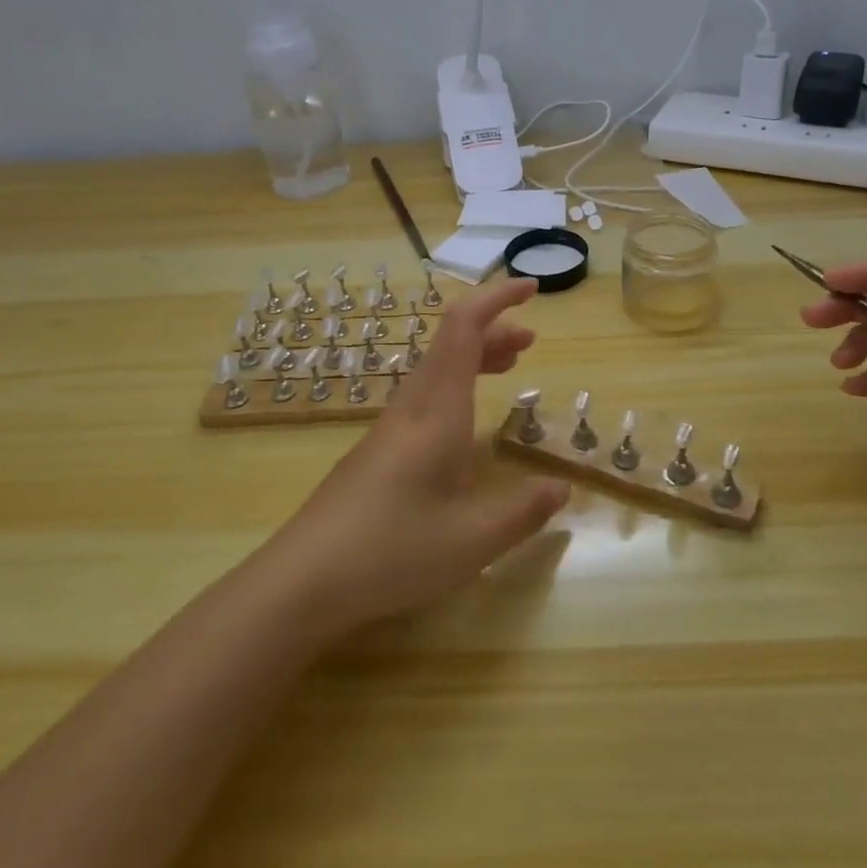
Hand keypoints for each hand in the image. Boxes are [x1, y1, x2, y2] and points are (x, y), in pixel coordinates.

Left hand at [266, 276, 570, 634]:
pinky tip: (465, 422)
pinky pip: (424, 395)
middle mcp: (412, 407)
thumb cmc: (393, 550)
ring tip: (510, 365)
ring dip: (474, 356)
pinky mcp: (377, 451)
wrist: (303, 580)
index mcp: (437, 410)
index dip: (497, 299)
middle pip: (450, 342)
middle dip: (493, 329)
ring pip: (436, 368)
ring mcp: (389, 428)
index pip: (465, 328)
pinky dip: (456, 385)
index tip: (531, 287)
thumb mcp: (474, 539)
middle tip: (531, 339)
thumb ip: (524, 510)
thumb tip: (562, 488)